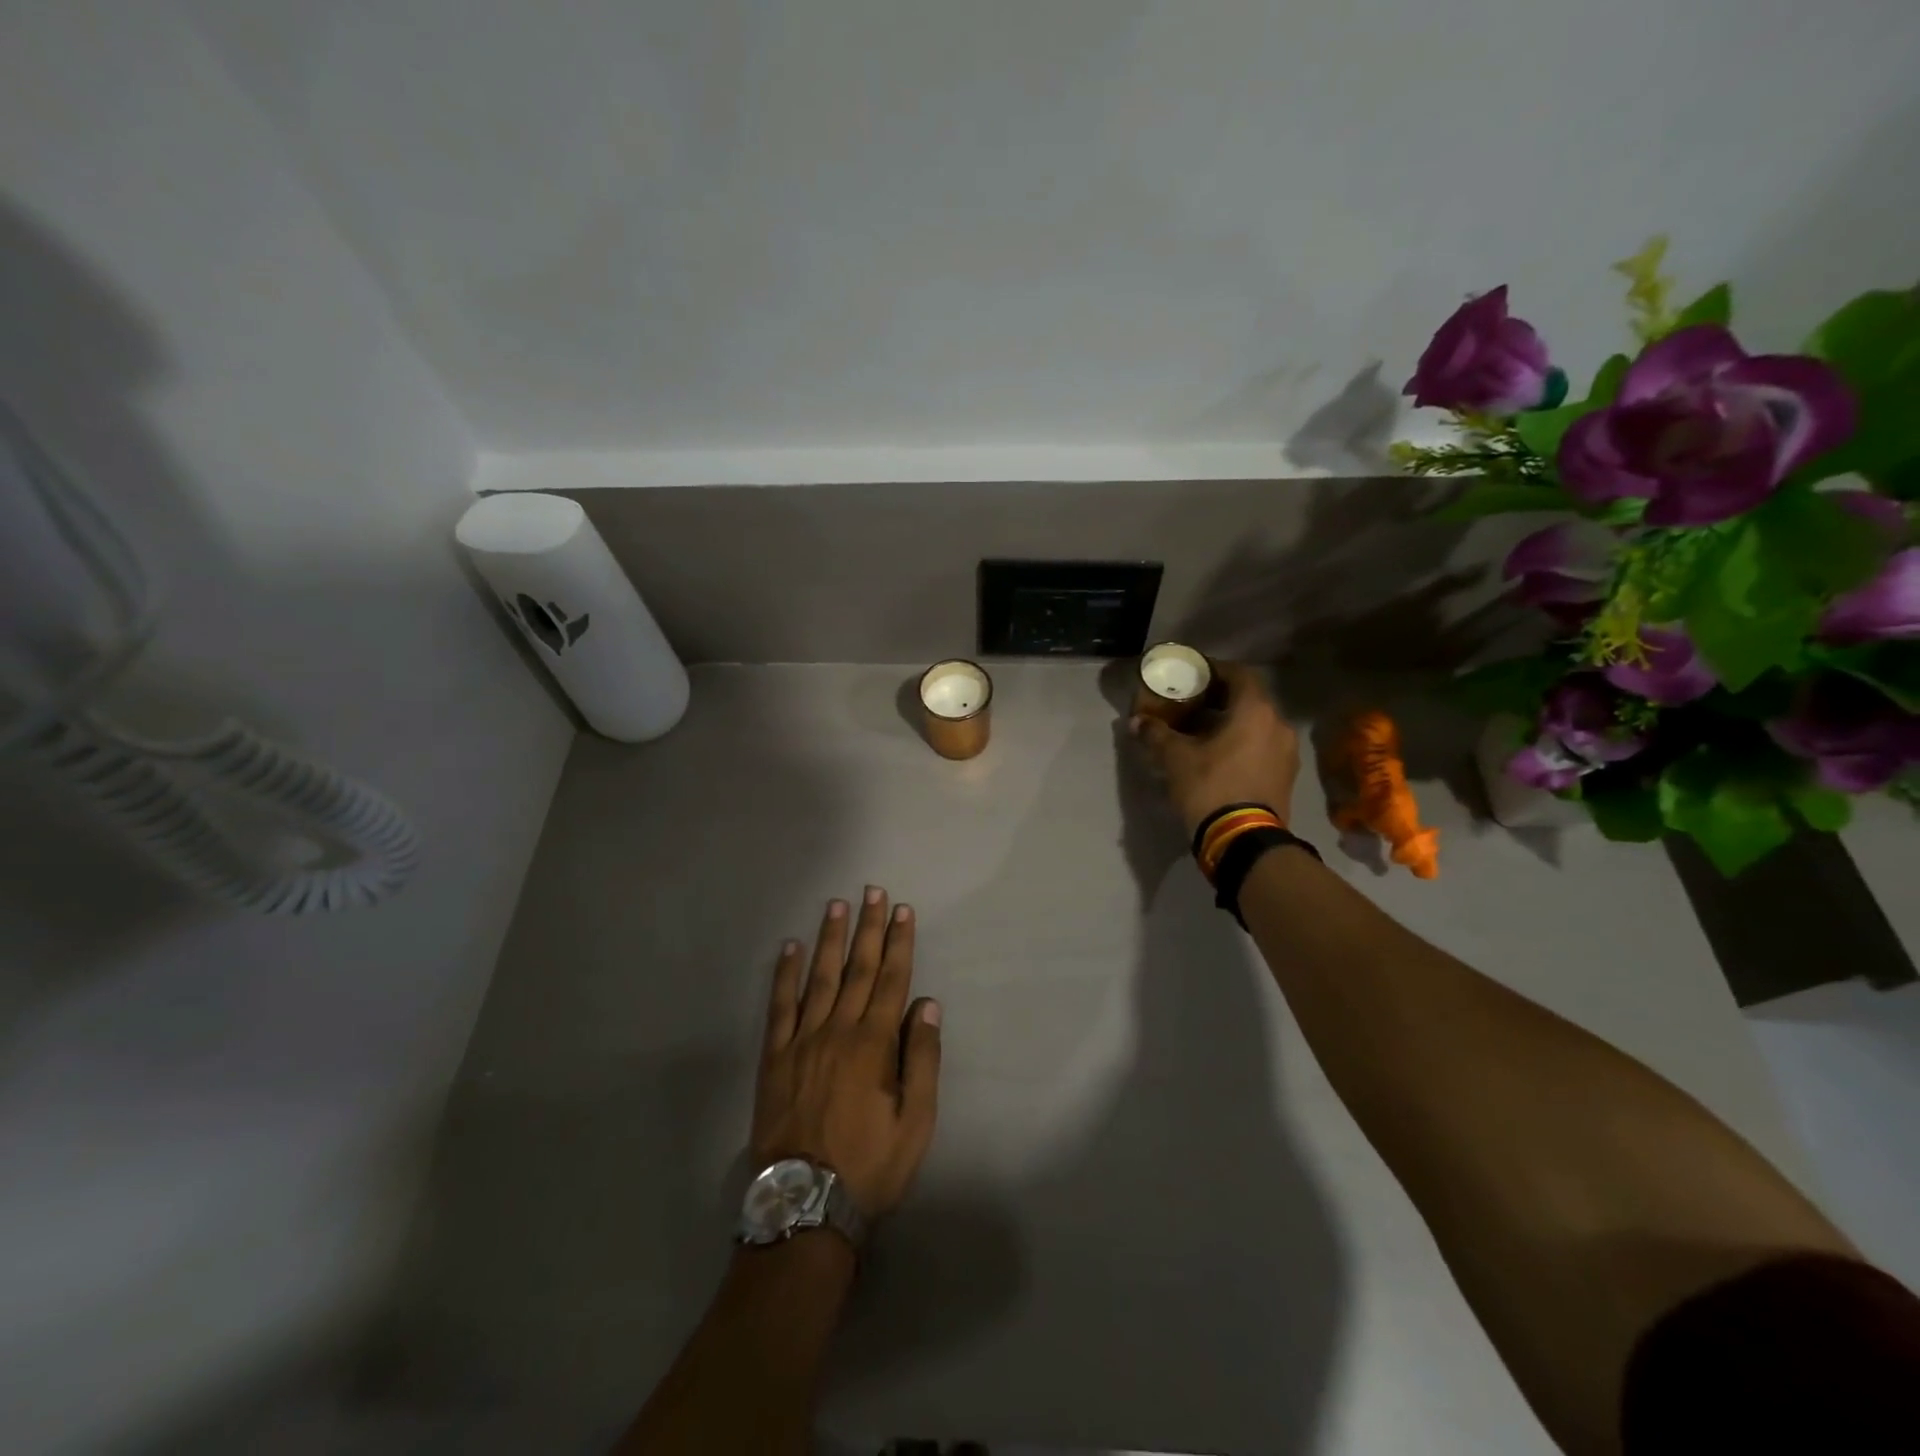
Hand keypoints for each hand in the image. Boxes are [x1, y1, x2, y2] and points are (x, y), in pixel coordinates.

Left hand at [751, 888, 941, 1218]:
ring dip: (830, 939)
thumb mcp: (916, 1122)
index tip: (902, 911)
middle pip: (857, 968)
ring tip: (836, 906)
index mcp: (874, 1043)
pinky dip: (784, 975)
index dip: (899, 943)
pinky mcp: (774, 1056)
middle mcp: (838, 1030)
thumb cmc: (870, 1164)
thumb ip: (922, 1059)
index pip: (891, 979)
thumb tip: (926, 1004)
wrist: (806, 1203)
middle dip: (868, 928)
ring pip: (819, 977)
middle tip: (872, 892)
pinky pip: (779, 1006)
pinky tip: (789, 948)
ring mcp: (802, 1040)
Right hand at [1131, 661, 1300, 832]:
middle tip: (1192, 703)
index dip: (1216, 670)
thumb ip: (1157, 735)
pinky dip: (1243, 743)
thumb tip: (1136, 722)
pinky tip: (1219, 756)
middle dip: (1221, 699)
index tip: (1195, 674)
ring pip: (1257, 725)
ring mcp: (1287, 752)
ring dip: (1232, 723)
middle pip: (1249, 700)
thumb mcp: (1175, 759)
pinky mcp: (1286, 776)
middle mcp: (1278, 725)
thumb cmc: (1210, 787)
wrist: (1243, 841)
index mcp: (1255, 711)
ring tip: (1202, 732)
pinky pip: (1263, 747)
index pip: (1239, 674)